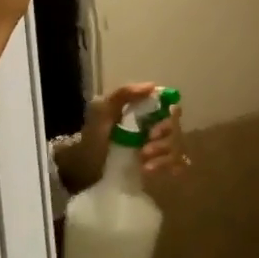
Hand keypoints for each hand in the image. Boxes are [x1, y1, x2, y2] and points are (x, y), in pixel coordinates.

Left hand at [54, 83, 190, 192]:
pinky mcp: (158, 166)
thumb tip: (153, 86)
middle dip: (164, 141)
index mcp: (145, 113)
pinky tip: (150, 171)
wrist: (81, 169)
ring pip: (177, 147)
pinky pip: (176, 164)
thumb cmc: (92, 137)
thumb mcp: (102, 111)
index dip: (170, 117)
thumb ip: (123, 94)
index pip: (171, 108)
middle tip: (145, 150)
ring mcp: (158, 148)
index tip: (154, 129)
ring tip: (144, 165)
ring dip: (163, 156)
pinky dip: (167, 166)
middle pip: (176, 130)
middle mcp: (155, 128)